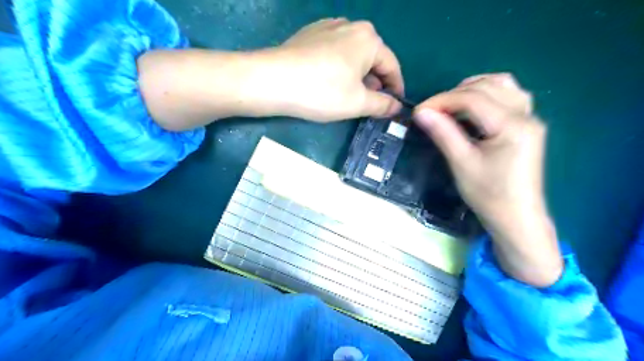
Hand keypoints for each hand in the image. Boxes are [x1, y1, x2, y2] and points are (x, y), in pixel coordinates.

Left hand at [274, 19, 403, 121]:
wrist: (273, 80)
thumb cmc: (322, 91)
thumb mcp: (358, 103)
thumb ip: (383, 105)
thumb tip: (397, 107)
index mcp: (369, 39)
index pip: (392, 67)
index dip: (396, 89)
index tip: (395, 106)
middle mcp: (351, 26)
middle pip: (372, 59)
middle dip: (375, 83)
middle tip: (371, 105)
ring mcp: (328, 27)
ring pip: (353, 56)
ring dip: (357, 77)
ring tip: (351, 96)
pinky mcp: (310, 34)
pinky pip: (334, 52)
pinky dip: (340, 68)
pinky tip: (330, 83)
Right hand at [415, 73, 561, 286]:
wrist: (517, 218)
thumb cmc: (489, 195)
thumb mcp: (462, 164)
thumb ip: (443, 133)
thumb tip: (421, 112)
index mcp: (512, 126)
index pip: (472, 99)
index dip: (442, 101)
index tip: (418, 111)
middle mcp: (526, 115)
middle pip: (487, 87)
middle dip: (454, 94)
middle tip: (431, 111)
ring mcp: (530, 118)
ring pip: (501, 85)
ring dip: (472, 89)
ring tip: (450, 105)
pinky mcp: (527, 125)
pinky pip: (509, 95)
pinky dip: (487, 94)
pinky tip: (472, 108)